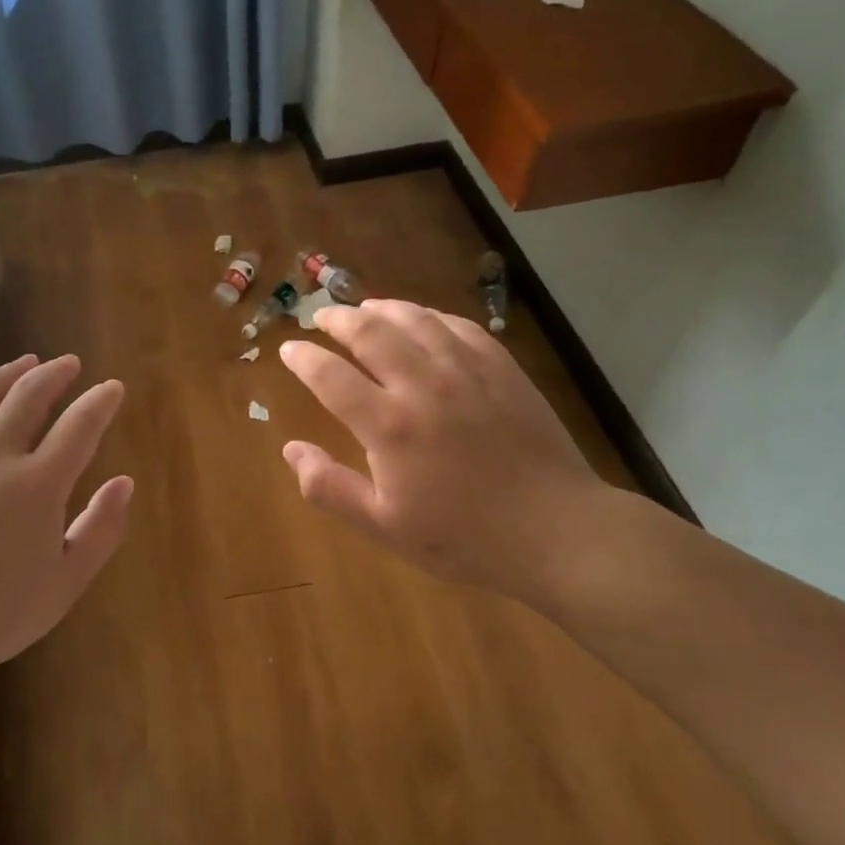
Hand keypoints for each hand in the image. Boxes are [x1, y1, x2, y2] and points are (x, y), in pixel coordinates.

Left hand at [0, 354, 131, 693]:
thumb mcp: (66, 581)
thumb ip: (101, 528)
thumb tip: (124, 482)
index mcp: (38, 484)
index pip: (79, 425)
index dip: (100, 401)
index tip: (112, 388)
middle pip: (28, 396)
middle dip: (55, 373)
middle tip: (70, 364)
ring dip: (8, 373)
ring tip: (26, 361)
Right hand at [279, 300, 609, 605]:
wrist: (556, 531)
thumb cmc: (463, 537)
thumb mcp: (384, 526)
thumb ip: (329, 488)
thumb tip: (290, 448)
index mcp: (389, 426)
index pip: (330, 376)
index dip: (303, 358)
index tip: (289, 350)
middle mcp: (423, 385)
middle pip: (370, 332)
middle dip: (337, 318)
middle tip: (321, 316)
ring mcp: (467, 372)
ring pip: (415, 319)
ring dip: (382, 308)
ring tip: (365, 307)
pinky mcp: (502, 369)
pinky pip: (459, 326)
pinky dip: (431, 316)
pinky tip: (424, 320)